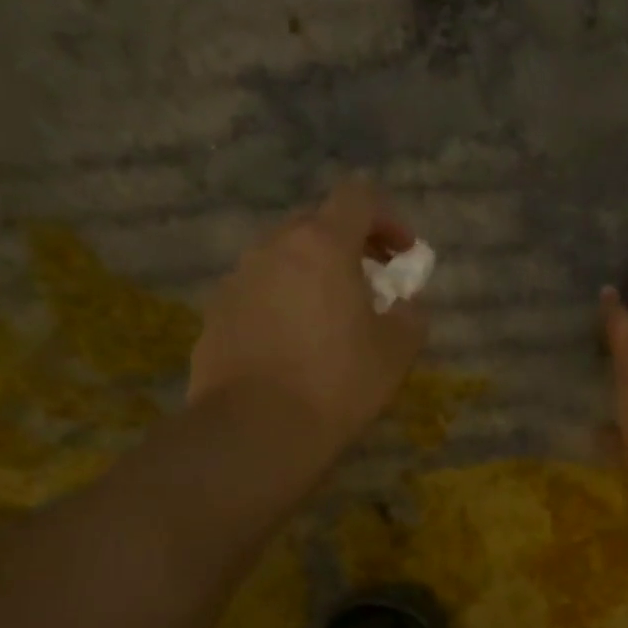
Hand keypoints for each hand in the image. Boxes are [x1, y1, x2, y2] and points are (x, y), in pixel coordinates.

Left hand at [189, 180, 426, 448]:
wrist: (255, 430)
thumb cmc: (338, 382)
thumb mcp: (397, 351)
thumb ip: (411, 315)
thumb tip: (406, 304)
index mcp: (322, 246)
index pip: (357, 198)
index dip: (388, 218)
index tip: (403, 253)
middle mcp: (274, 248)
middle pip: (316, 224)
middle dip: (350, 244)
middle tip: (372, 282)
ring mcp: (238, 279)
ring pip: (283, 257)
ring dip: (313, 273)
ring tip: (332, 316)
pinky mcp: (216, 313)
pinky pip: (259, 291)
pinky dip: (284, 300)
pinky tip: (296, 343)